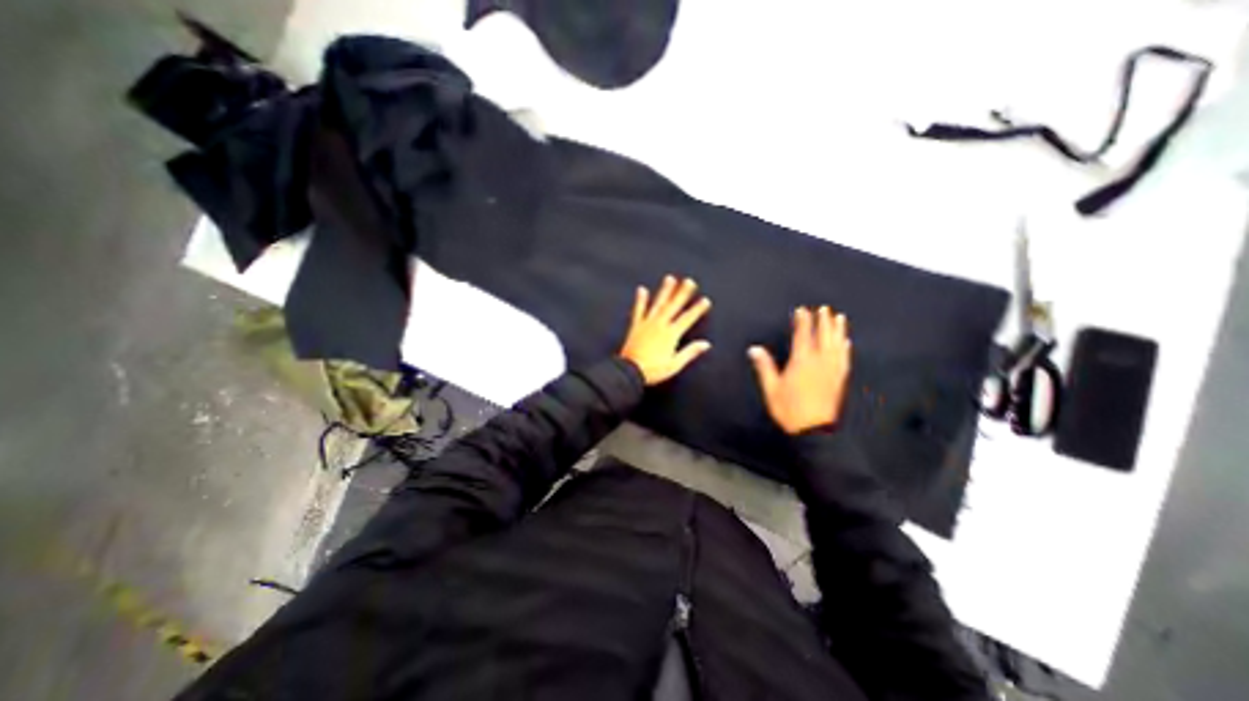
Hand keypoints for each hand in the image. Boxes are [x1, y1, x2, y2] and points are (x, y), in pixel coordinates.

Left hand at [616, 274, 711, 385]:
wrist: (630, 370)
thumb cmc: (654, 370)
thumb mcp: (675, 364)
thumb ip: (690, 352)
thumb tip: (706, 344)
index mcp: (671, 334)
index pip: (687, 319)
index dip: (697, 309)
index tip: (705, 300)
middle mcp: (660, 325)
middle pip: (673, 306)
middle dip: (682, 293)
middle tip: (689, 281)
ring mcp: (647, 324)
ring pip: (658, 304)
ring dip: (664, 291)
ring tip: (670, 279)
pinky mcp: (636, 326)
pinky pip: (638, 310)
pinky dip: (640, 300)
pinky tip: (642, 289)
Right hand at [751, 303, 848, 431]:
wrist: (812, 430)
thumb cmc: (788, 408)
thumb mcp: (771, 388)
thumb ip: (764, 367)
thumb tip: (754, 349)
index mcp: (801, 362)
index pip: (803, 337)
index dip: (803, 322)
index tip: (802, 310)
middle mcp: (819, 362)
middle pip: (823, 337)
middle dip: (823, 321)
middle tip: (824, 308)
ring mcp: (832, 370)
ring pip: (837, 345)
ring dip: (838, 330)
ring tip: (840, 318)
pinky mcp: (839, 379)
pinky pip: (844, 359)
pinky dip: (846, 348)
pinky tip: (847, 342)